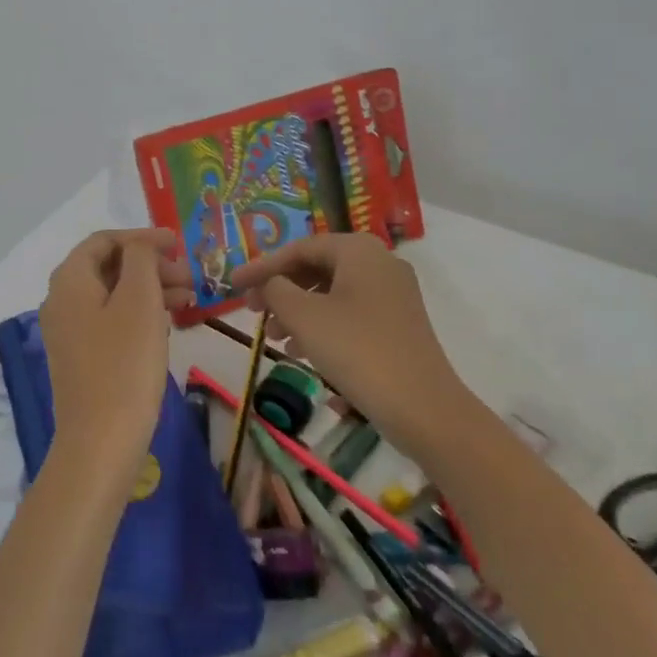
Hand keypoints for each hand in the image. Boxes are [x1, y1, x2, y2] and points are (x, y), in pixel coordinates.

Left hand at [38, 228, 193, 486]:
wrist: (100, 443)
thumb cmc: (124, 364)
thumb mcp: (139, 301)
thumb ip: (140, 260)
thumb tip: (139, 246)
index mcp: (70, 280)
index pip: (104, 240)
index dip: (142, 237)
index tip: (178, 245)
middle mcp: (61, 300)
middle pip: (108, 266)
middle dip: (149, 265)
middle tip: (189, 276)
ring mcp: (69, 331)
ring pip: (112, 294)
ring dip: (149, 289)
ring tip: (189, 299)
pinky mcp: (81, 357)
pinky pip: (110, 320)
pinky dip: (139, 313)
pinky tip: (167, 324)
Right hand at [230, 235, 459, 429]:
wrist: (423, 408)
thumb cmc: (357, 350)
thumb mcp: (304, 316)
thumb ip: (275, 289)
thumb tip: (268, 283)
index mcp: (358, 250)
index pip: (298, 249)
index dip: (261, 267)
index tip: (232, 285)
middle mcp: (379, 263)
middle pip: (316, 267)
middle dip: (280, 290)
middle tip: (252, 311)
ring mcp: (393, 294)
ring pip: (331, 292)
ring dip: (297, 311)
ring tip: (274, 338)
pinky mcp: (398, 324)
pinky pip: (349, 312)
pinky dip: (321, 325)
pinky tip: (303, 352)